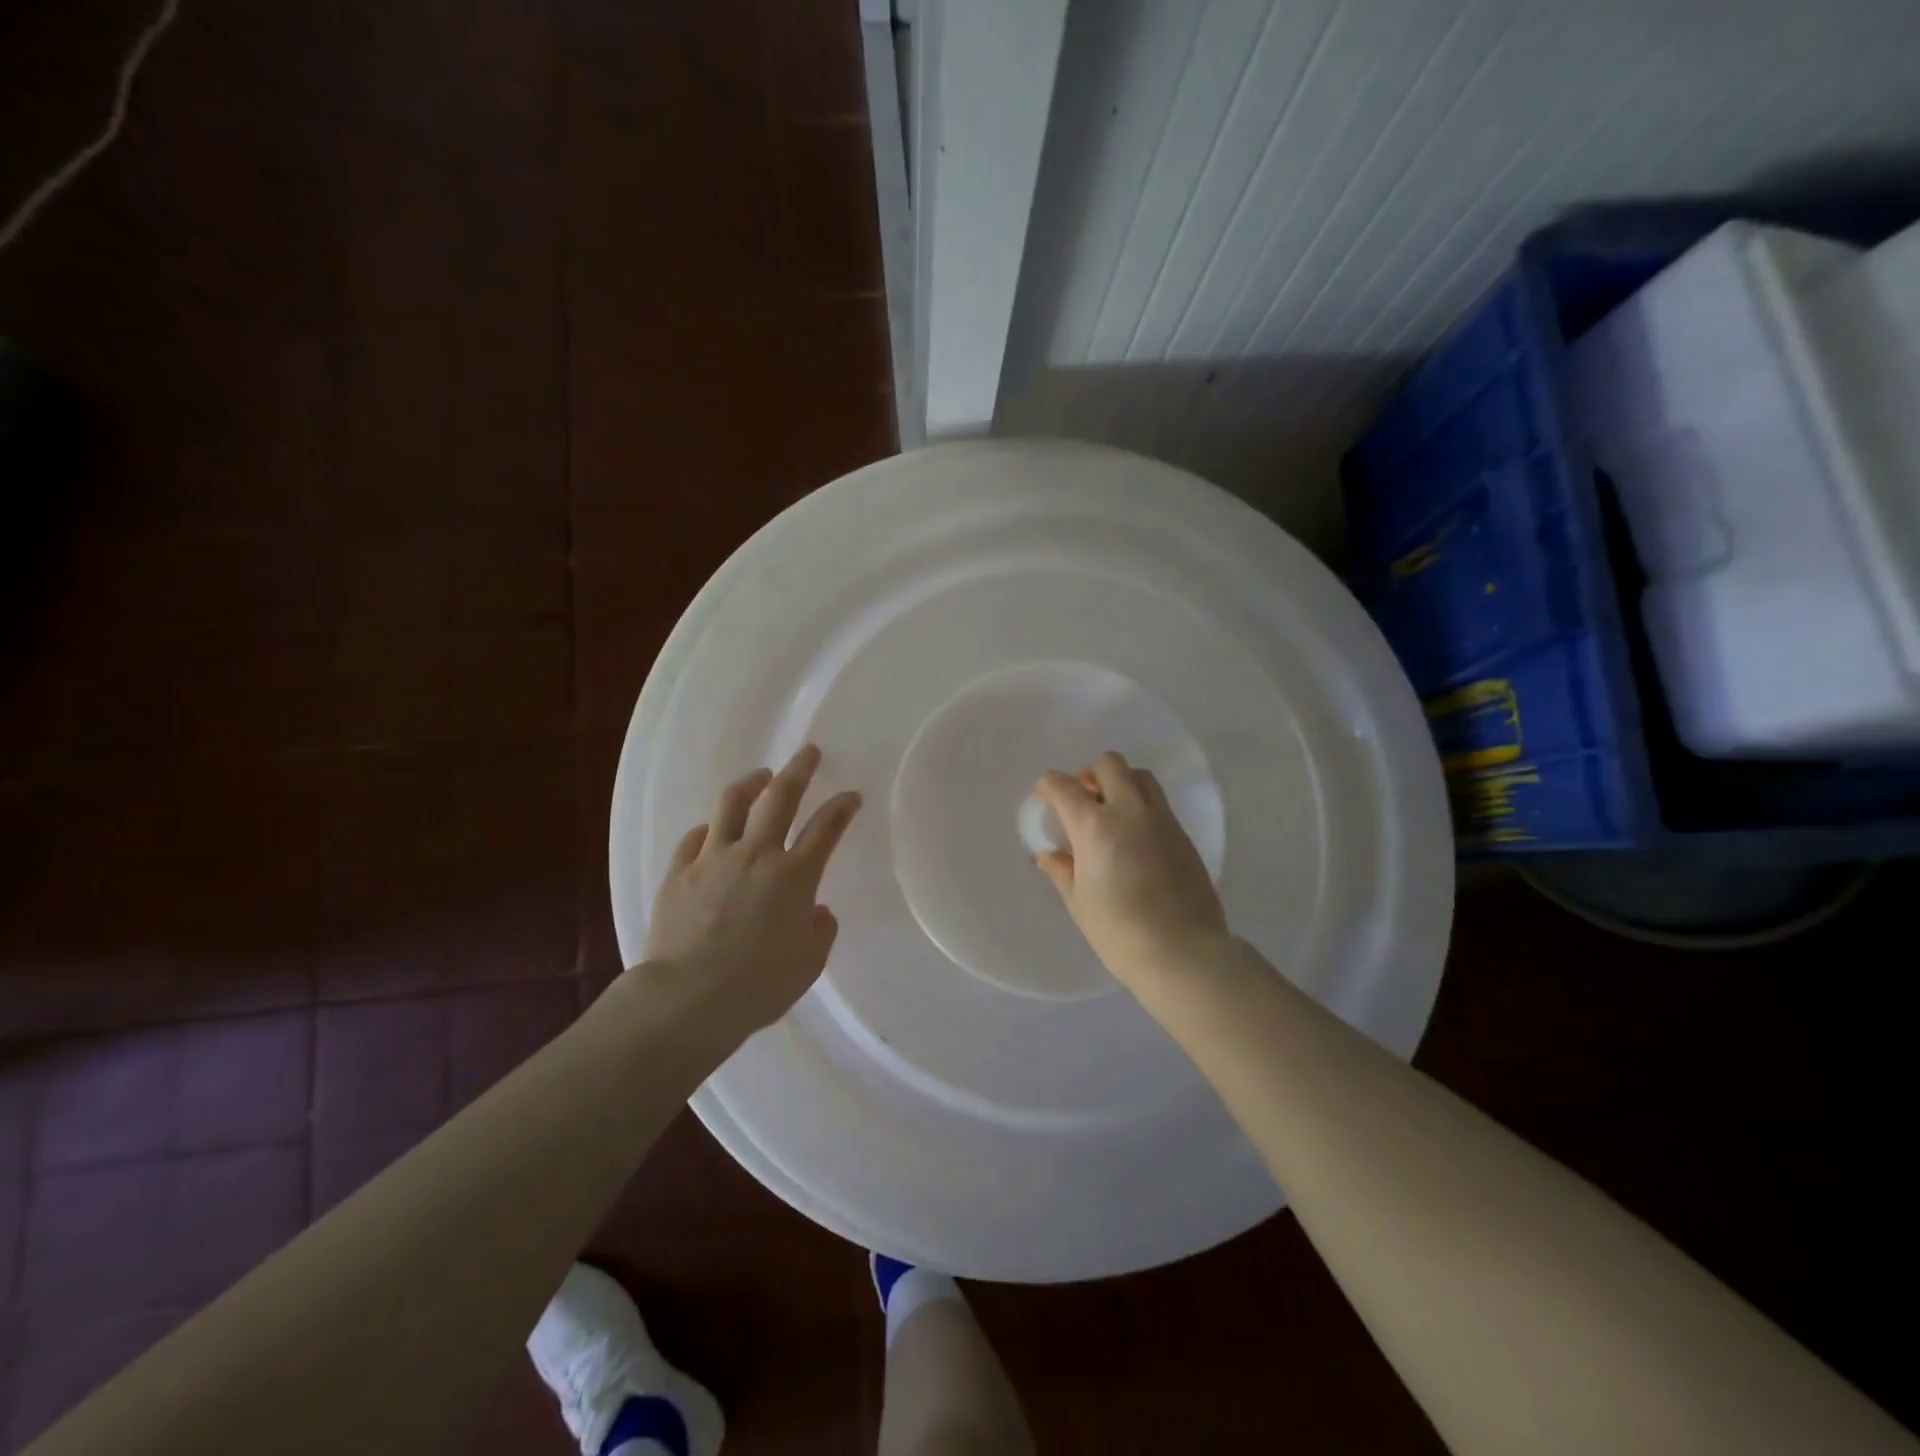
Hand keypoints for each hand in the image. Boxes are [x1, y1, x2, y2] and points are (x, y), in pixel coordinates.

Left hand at [645, 745, 861, 1030]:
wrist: (688, 998)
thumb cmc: (759, 985)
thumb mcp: (808, 963)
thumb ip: (819, 930)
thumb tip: (815, 910)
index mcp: (794, 876)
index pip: (825, 829)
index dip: (842, 808)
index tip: (850, 796)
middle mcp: (756, 855)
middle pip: (780, 798)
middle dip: (799, 771)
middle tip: (809, 753)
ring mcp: (713, 859)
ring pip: (732, 804)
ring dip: (751, 784)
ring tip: (761, 776)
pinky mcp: (679, 873)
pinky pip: (694, 839)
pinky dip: (709, 829)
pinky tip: (712, 829)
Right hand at [1032, 751, 1229, 990]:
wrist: (1183, 952)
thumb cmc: (1119, 932)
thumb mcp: (1079, 903)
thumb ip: (1062, 871)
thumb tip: (1050, 856)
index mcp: (1094, 825)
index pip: (1064, 787)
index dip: (1049, 785)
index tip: (1045, 793)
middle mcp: (1129, 811)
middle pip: (1110, 765)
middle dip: (1090, 775)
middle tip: (1083, 800)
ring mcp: (1161, 819)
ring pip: (1140, 776)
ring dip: (1122, 783)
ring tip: (1112, 812)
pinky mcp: (1183, 834)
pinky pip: (1159, 803)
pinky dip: (1142, 805)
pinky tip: (1136, 837)